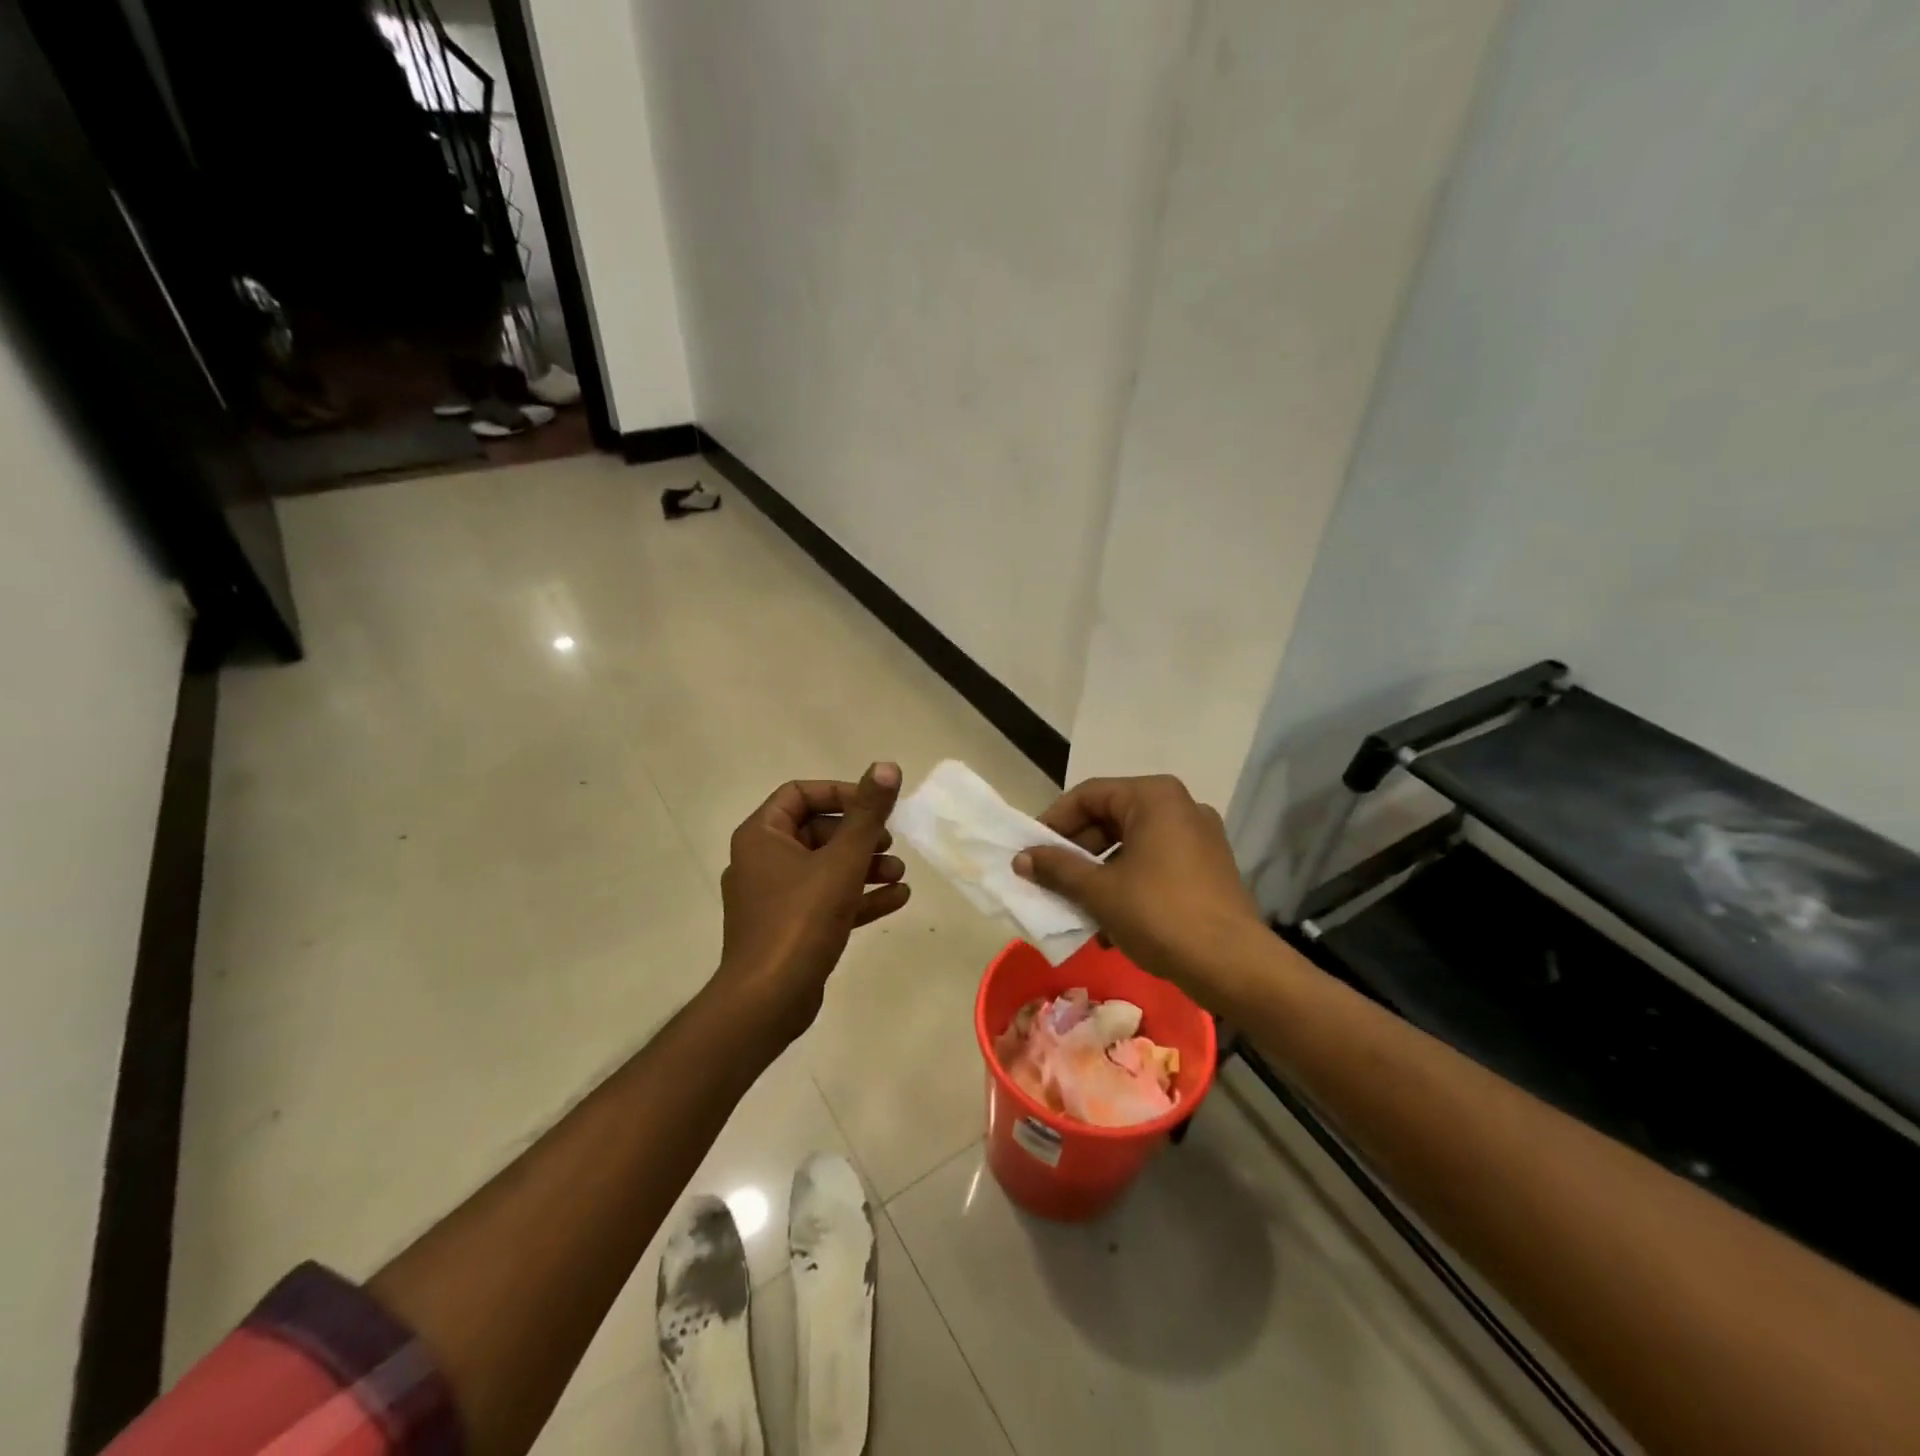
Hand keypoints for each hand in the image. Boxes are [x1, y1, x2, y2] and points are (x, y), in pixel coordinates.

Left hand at [712, 762, 909, 1045]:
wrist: (767, 1002)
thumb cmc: (800, 920)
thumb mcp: (841, 861)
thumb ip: (867, 814)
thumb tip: (887, 766)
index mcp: (762, 836)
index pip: (800, 794)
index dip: (841, 793)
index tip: (875, 807)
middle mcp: (763, 861)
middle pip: (817, 831)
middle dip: (860, 836)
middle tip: (890, 844)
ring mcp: (775, 898)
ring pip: (825, 868)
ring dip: (864, 867)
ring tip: (900, 875)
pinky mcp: (789, 928)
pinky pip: (826, 900)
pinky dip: (858, 896)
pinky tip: (898, 899)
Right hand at [1013, 775, 1260, 999]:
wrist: (1234, 966)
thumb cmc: (1160, 915)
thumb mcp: (1099, 891)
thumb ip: (1057, 869)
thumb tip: (1021, 859)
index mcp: (1154, 797)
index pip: (1088, 795)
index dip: (1053, 822)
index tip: (1030, 851)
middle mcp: (1180, 806)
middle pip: (1111, 818)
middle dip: (1076, 851)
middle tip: (1048, 879)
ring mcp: (1199, 837)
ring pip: (1132, 844)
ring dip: (1098, 872)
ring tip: (1074, 904)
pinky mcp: (1209, 867)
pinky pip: (1155, 863)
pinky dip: (1128, 882)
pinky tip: (1109, 920)